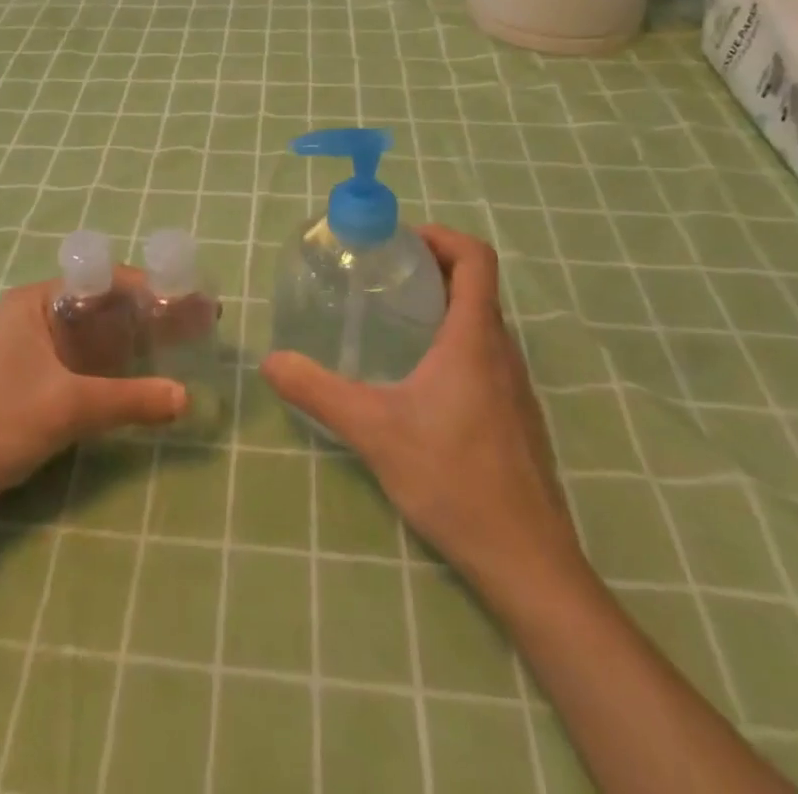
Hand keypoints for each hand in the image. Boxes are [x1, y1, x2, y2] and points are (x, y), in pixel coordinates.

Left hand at [0, 272, 186, 514]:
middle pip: (104, 307)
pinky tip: (145, 379)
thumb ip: (129, 400)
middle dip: (148, 316)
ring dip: (134, 342)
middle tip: (195, 326)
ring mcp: (35, 350)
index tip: (189, 301)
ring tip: (181, 348)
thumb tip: (185, 397)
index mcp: (37, 302)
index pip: (104, 280)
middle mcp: (37, 316)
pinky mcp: (36, 382)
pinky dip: (116, 368)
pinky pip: (86, 364)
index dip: (149, 289)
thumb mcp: (67, 407)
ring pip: (96, 337)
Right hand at [261, 225, 583, 612]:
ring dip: (443, 306)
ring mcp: (516, 387)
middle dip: (431, 268)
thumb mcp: (373, 429)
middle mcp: (502, 351)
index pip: (476, 257)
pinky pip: (487, 357)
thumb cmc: (453, 478)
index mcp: (474, 337)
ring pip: (482, 323)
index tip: (400, 240)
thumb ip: (318, 391)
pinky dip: (455, 343)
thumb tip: (271, 361)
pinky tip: (420, 381)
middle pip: (476, 285)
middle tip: (382, 275)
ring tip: (393, 321)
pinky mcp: (517, 418)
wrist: (527, 561)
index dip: (442, 236)